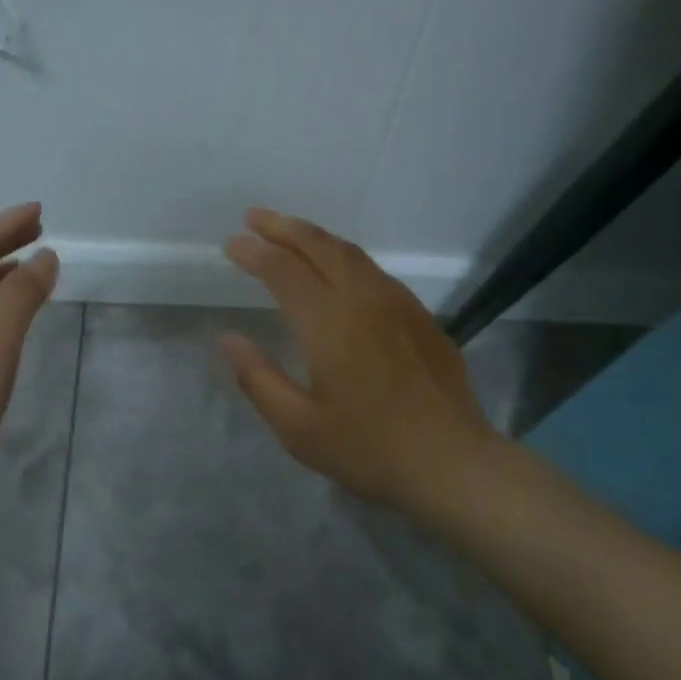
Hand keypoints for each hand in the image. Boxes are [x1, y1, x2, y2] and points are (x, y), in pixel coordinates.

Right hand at [219, 208, 499, 517]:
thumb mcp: (299, 427)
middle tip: (254, 217)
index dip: (254, 252)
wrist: (452, 462)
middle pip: (319, 246)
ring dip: (315, 236)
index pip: (283, 270)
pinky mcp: (419, 316)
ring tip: (289, 233)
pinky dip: (344, 256)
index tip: (231, 244)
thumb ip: (259, 379)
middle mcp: (363, 299)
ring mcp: (397, 303)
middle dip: (283, 227)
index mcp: (329, 323)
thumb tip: (228, 339)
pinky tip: (338, 269)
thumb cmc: (368, 448)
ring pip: (350, 253)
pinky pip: (374, 270)